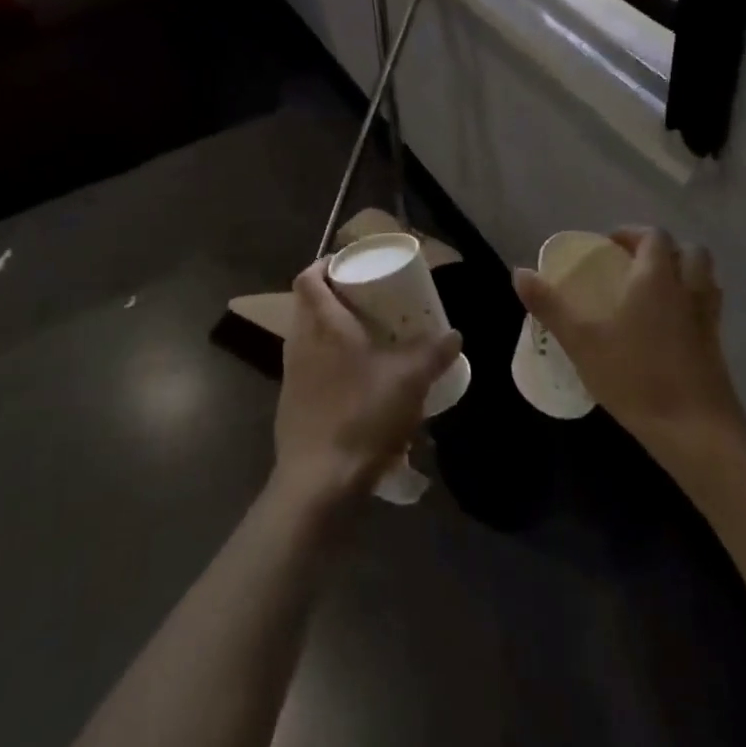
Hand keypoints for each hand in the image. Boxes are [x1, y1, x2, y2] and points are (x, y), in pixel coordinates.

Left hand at [271, 262, 463, 515]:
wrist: (318, 483)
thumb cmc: (362, 416)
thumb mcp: (409, 381)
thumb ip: (434, 353)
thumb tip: (454, 334)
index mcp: (324, 325)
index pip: (309, 277)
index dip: (325, 263)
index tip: (349, 264)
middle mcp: (301, 343)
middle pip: (308, 304)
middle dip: (335, 296)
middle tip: (367, 299)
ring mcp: (292, 375)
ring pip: (309, 336)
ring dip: (332, 330)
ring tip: (366, 337)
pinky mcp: (291, 403)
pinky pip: (309, 367)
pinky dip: (329, 362)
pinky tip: (355, 381)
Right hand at [514, 228, 745, 462]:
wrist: (696, 432)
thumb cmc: (636, 377)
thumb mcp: (582, 341)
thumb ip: (550, 306)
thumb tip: (519, 272)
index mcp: (657, 278)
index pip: (655, 236)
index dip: (633, 233)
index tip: (609, 247)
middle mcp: (688, 290)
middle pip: (690, 251)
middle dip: (665, 251)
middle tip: (634, 267)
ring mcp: (708, 319)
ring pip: (705, 280)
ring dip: (683, 276)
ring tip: (652, 294)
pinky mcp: (717, 348)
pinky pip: (707, 310)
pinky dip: (690, 307)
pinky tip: (665, 330)